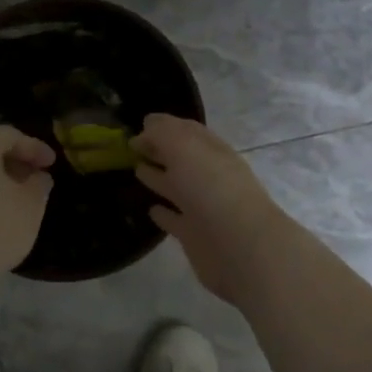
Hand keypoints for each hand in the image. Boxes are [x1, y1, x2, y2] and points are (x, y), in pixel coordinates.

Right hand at [134, 114, 290, 305]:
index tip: (138, 125)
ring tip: (136, 169)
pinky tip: (151, 209)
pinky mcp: (195, 236)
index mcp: (211, 150)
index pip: (186, 131)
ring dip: (158, 178)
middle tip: (131, 146)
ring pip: (177, 187)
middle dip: (159, 149)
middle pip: (180, 158)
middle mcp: (209, 175)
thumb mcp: (184, 148)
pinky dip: (164, 214)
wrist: (240, 245)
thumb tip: (145, 130)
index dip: (163, 127)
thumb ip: (162, 134)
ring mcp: (203, 207)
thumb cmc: (212, 187)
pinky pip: (175, 220)